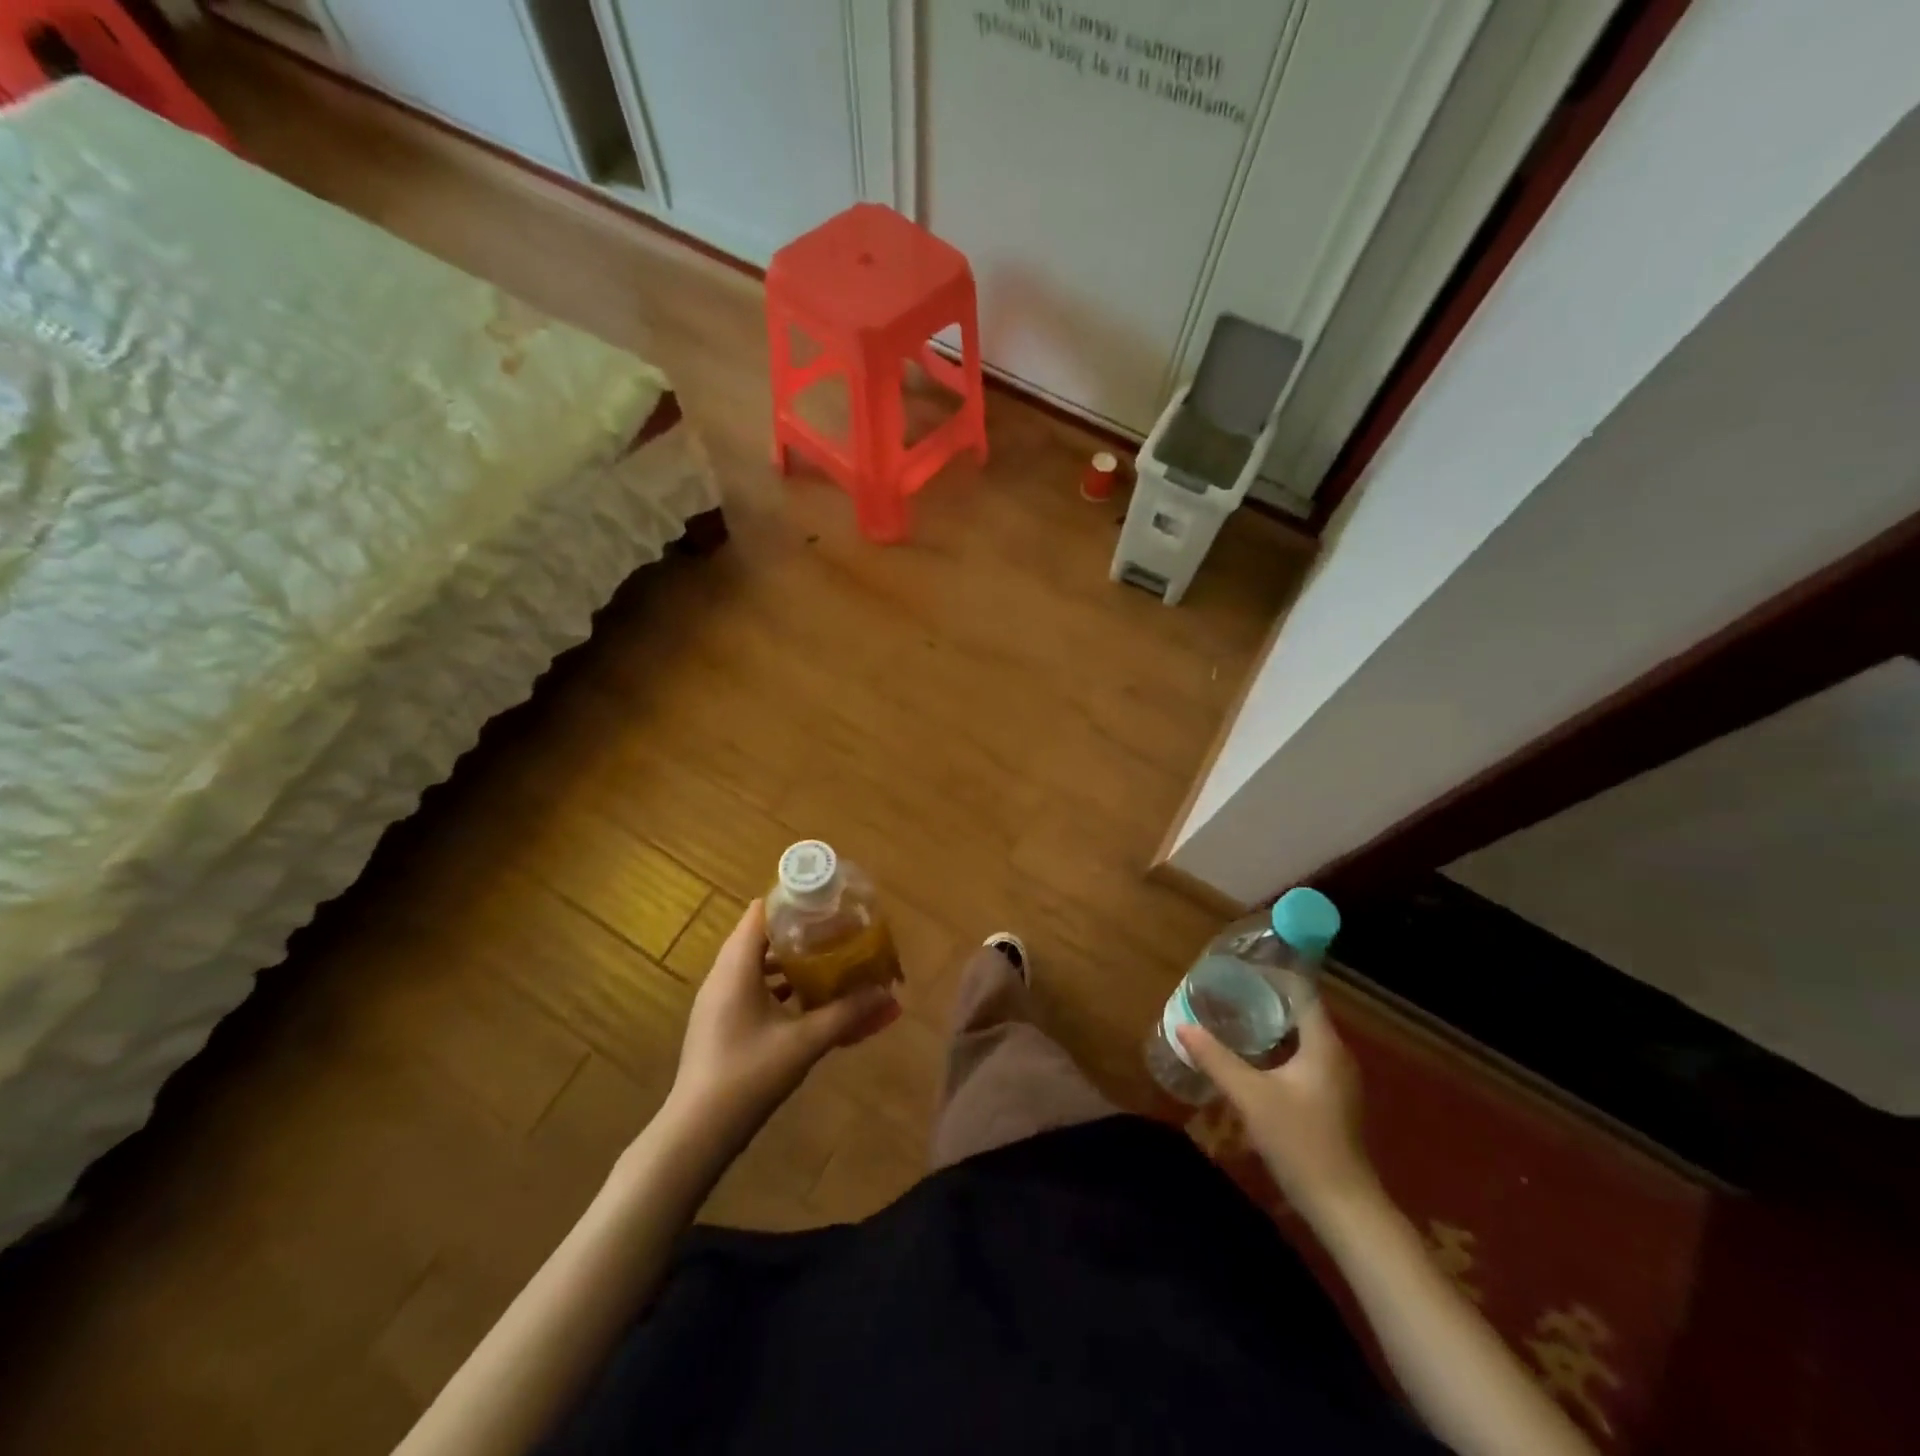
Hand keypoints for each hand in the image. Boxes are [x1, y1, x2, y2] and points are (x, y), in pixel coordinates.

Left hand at [668, 899, 899, 1135]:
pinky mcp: (718, 1022)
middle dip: (799, 931)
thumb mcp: (805, 1043)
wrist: (696, 1134)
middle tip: (836, 932)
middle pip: (760, 935)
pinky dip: (777, 984)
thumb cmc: (749, 1076)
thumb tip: (887, 994)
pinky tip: (805, 1001)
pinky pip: (749, 986)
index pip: (761, 912)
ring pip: (755, 963)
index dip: (793, 901)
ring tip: (827, 961)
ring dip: (789, 960)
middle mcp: (722, 975)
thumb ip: (847, 1014)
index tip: (828, 903)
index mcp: (736, 967)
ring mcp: (716, 1000)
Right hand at [1177, 998, 1380, 1226]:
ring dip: (1270, 1026)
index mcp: (1324, 1045)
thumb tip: (1182, 1024)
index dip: (1272, 976)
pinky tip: (1252, 1058)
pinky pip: (1303, 1059)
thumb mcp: (1250, 1097)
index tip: (1239, 968)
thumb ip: (1216, 1058)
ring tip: (1233, 1017)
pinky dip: (1278, 1049)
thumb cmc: (1300, 1142)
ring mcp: (1337, 1080)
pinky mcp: (1332, 1101)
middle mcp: (1336, 1055)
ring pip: (1301, 1038)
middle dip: (1265, 999)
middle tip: (1227, 991)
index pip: (1301, 992)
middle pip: (1300, 1013)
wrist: (1343, 1207)